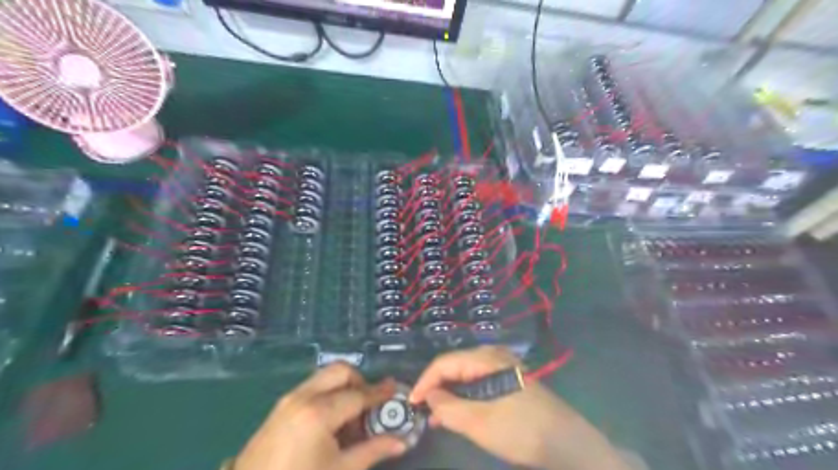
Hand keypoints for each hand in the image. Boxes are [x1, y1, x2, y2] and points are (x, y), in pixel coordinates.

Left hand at [234, 364, 408, 469]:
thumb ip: (373, 450)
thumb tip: (402, 441)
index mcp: (319, 412)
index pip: (358, 395)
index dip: (379, 393)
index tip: (394, 389)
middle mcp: (303, 396)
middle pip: (340, 371)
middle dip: (359, 382)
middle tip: (369, 406)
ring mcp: (288, 399)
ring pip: (325, 377)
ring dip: (343, 388)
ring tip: (350, 419)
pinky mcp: (280, 407)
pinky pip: (312, 388)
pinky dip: (328, 394)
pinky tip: (330, 423)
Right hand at [409, 345, 632, 468]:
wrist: (566, 442)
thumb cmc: (520, 429)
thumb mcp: (479, 422)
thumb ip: (448, 408)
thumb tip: (428, 396)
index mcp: (485, 358)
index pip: (444, 363)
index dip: (425, 381)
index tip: (411, 402)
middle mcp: (493, 356)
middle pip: (455, 366)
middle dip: (437, 388)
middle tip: (423, 411)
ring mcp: (502, 368)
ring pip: (466, 376)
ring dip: (450, 395)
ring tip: (436, 417)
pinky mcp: (509, 381)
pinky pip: (478, 384)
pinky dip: (465, 397)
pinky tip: (458, 414)